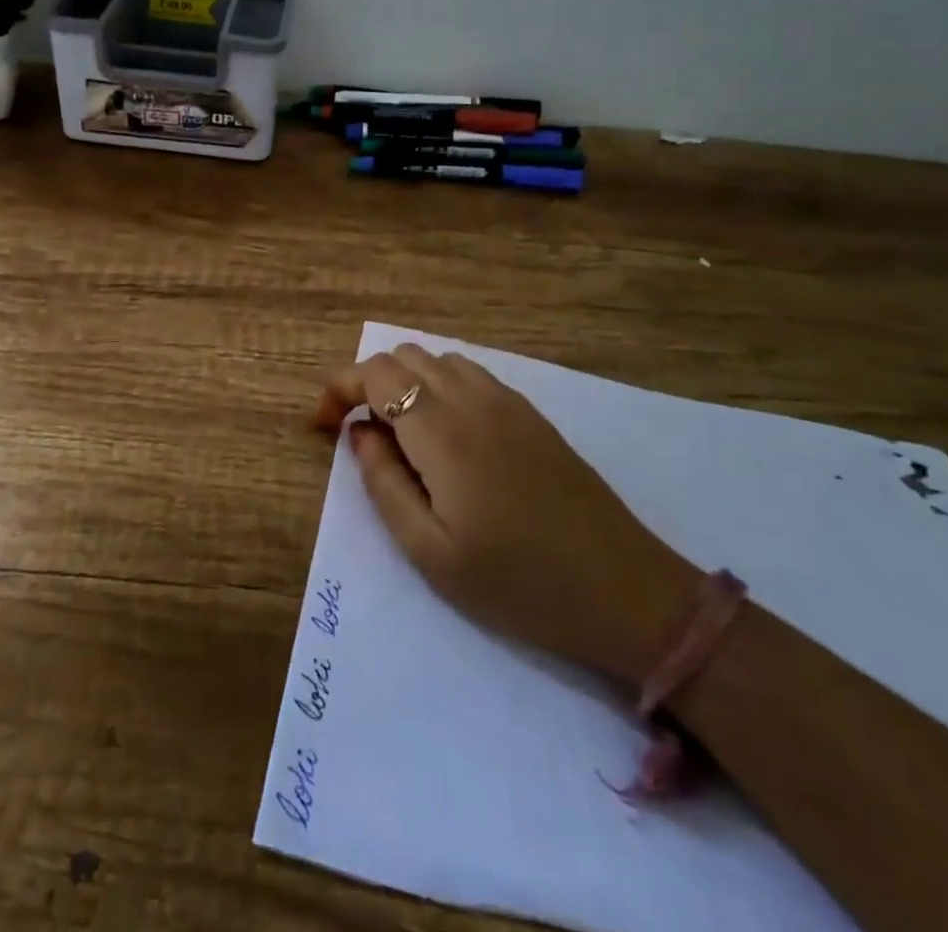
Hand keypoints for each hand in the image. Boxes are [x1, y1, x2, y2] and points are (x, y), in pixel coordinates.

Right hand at [313, 344, 699, 685]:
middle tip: (360, 437)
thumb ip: (383, 483)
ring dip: (405, 382)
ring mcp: (507, 401)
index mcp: (442, 431)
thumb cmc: (518, 583)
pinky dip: (440, 386)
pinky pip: (470, 374)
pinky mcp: (531, 413)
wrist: (624, 590)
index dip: (337, 388)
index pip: (374, 373)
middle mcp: (472, 399)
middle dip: (367, 384)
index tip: (323, 426)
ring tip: (402, 437)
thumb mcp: (430, 553)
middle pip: (403, 356)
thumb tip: (359, 431)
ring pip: (437, 359)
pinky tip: (447, 435)